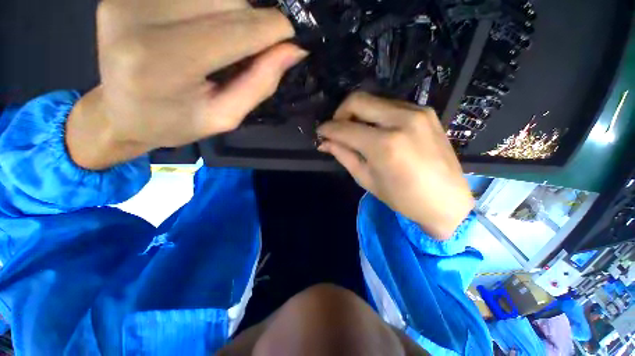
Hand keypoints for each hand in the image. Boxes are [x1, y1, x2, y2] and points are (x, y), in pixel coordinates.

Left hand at [67, 0, 305, 169]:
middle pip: (225, 0)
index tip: (291, 39)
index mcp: (165, 63)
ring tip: (223, 43)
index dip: (273, 29)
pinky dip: (210, 6)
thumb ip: (259, 84)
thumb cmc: (176, 123)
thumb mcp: (225, 117)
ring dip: (232, 12)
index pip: (236, 29)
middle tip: (249, 51)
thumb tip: (293, 51)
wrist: (119, 114)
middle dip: (251, 23)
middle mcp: (140, 19)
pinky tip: (203, 28)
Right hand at [317, 92, 473, 239]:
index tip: (320, 132)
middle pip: (358, 100)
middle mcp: (401, 121)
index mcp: (384, 145)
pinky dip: (376, 114)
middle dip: (340, 113)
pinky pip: (391, 105)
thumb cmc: (402, 198)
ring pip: (374, 100)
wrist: (446, 200)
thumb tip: (325, 142)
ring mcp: (417, 112)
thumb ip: (344, 156)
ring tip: (355, 131)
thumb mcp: (367, 179)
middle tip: (336, 129)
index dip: (327, 129)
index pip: (345, 128)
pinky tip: (376, 130)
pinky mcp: (426, 112)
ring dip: (358, 113)